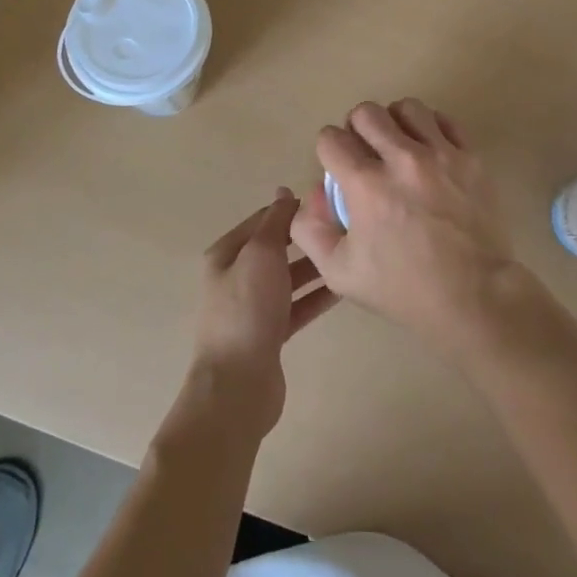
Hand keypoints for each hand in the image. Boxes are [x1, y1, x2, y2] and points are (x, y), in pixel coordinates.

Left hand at [187, 190, 337, 436]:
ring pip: (289, 278)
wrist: (238, 384)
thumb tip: (285, 192)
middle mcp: (237, 277)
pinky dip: (316, 296)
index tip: (327, 202)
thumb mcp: (261, 254)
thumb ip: (275, 221)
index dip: (291, 209)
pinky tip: (342, 288)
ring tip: (348, 254)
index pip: (263, 220)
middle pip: (277, 249)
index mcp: (227, 253)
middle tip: (343, 228)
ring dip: (315, 267)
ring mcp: (253, 307)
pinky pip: (297, 306)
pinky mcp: (269, 334)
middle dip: (306, 238)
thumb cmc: (247, 308)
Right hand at [292, 99, 525, 361]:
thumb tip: (314, 193)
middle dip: (357, 129)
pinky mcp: (470, 158)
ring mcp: (440, 155)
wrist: (475, 298)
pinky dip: (430, 129)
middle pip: (366, 112)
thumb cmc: (404, 289)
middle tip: (365, 154)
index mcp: (366, 185)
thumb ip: (311, 229)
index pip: (330, 138)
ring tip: (399, 147)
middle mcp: (401, 159)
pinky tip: (428, 151)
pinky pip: (444, 121)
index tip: (337, 169)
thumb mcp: (340, 272)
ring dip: (395, 123)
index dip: (328, 151)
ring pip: (407, 107)